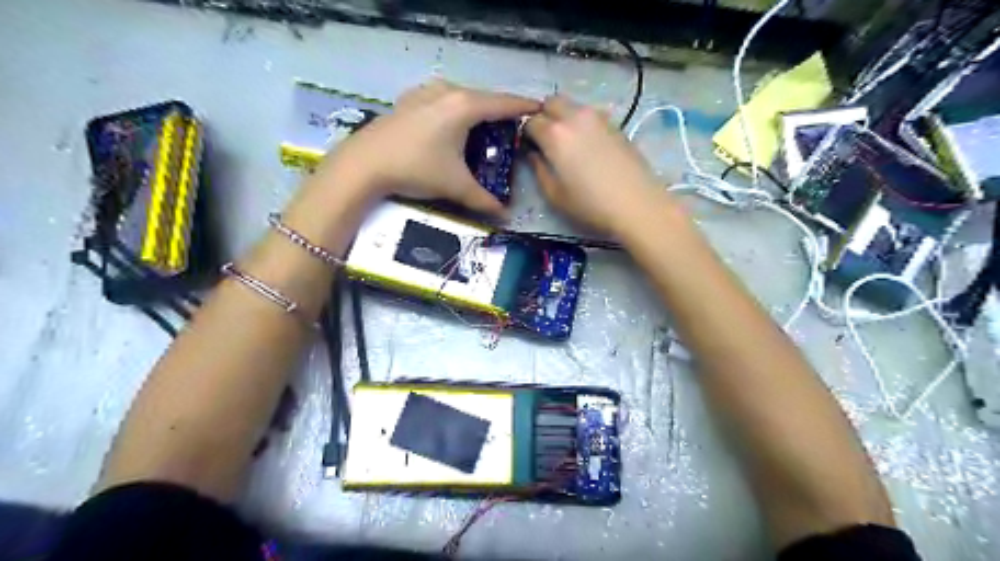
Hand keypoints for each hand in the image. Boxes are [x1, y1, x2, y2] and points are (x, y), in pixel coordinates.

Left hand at [309, 80, 538, 216]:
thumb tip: (506, 216)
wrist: (364, 164)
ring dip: (476, 110)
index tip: (541, 109)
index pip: (504, 103)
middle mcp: (447, 91)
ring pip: (461, 97)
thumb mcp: (455, 186)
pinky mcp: (409, 101)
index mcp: (465, 106)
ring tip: (485, 127)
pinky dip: (454, 110)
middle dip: (500, 111)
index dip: (525, 106)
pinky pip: (442, 100)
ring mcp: (425, 93)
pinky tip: (450, 125)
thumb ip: (484, 200)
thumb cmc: (416, 169)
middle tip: (513, 128)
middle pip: (484, 98)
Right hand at [525, 93, 660, 233]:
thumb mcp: (554, 194)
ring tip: (567, 143)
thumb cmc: (590, 204)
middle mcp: (574, 117)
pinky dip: (581, 123)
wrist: (637, 204)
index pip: (530, 121)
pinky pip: (589, 115)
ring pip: (572, 105)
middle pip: (551, 102)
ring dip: (563, 117)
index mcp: (555, 134)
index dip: (525, 133)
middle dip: (543, 115)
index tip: (528, 147)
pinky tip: (587, 146)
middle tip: (545, 139)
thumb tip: (533, 154)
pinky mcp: (615, 124)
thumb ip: (538, 169)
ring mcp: (598, 117)